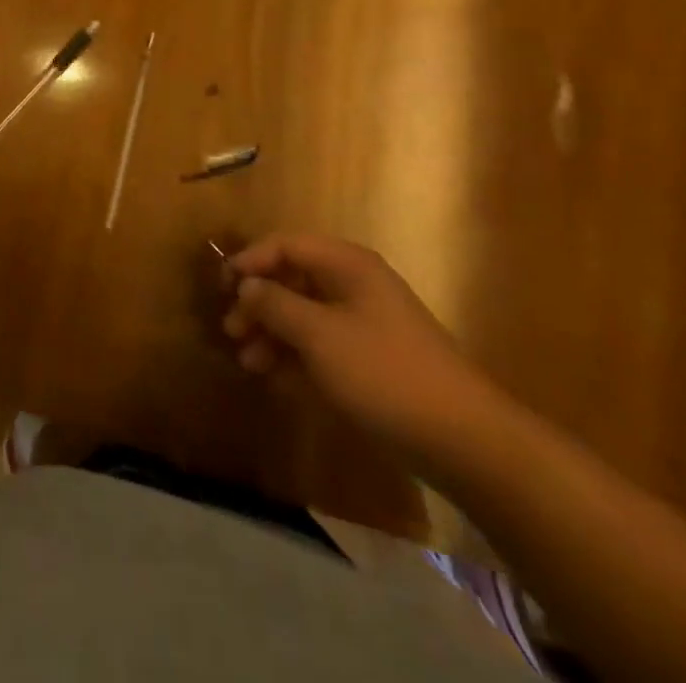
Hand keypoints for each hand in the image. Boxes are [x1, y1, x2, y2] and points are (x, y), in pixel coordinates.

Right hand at [223, 234, 506, 470]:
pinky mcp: (371, 359)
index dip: (250, 260)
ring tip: (248, 361)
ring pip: (304, 315)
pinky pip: (321, 345)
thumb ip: (275, 304)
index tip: (223, 287)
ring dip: (272, 333)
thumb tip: (246, 285)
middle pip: (293, 279)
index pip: (286, 245)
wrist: (463, 439)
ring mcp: (364, 323)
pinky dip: (295, 356)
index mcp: (346, 265)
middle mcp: (354, 285)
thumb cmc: (383, 372)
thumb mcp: (319, 335)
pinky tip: (274, 378)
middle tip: (232, 330)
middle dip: (258, 303)